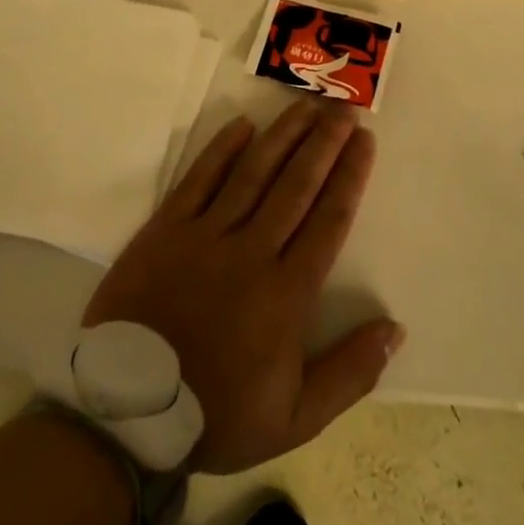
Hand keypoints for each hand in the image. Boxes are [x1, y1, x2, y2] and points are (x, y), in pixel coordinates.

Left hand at [82, 100, 402, 474]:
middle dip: (324, 144)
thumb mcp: (295, 418)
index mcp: (287, 293)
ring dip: (282, 136)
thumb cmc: (216, 413)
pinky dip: (221, 150)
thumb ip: (349, 373)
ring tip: (305, 106)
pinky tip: (243, 124)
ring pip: (253, 173)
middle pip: (296, 185)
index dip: (349, 176)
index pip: (328, 220)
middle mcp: (252, 251)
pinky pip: (199, 179)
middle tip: (343, 109)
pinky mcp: (167, 228)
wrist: (128, 410)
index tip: (365, 141)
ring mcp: (206, 235)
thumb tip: (395, 329)